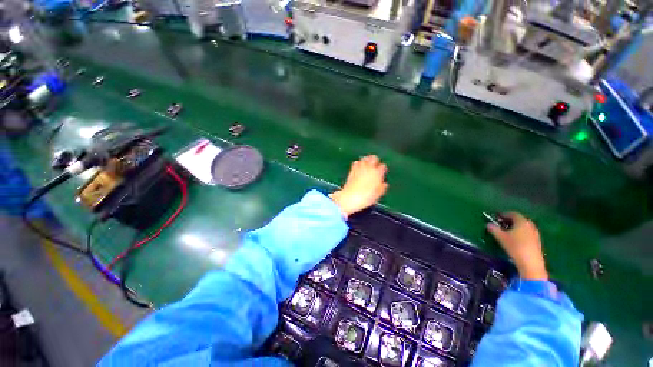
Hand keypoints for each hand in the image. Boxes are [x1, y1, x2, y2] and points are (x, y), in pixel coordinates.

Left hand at [330, 155, 388, 218]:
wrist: (350, 197)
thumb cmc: (366, 197)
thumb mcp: (377, 195)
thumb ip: (382, 188)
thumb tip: (384, 183)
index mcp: (377, 174)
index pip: (382, 167)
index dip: (383, 168)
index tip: (382, 171)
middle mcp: (369, 169)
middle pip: (373, 158)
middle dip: (375, 160)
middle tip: (375, 162)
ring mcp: (360, 168)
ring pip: (365, 159)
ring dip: (367, 159)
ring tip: (367, 161)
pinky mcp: (352, 170)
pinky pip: (356, 162)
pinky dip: (358, 162)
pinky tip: (358, 164)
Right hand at [486, 212, 547, 279]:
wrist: (531, 263)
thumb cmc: (515, 247)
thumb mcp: (501, 237)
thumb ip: (494, 229)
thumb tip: (488, 224)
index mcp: (521, 222)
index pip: (513, 214)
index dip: (504, 214)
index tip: (497, 217)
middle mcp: (530, 225)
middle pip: (520, 219)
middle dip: (510, 220)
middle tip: (501, 224)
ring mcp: (535, 233)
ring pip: (524, 226)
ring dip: (516, 227)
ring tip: (508, 232)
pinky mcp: (537, 241)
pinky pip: (527, 233)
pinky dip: (521, 233)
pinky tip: (516, 239)